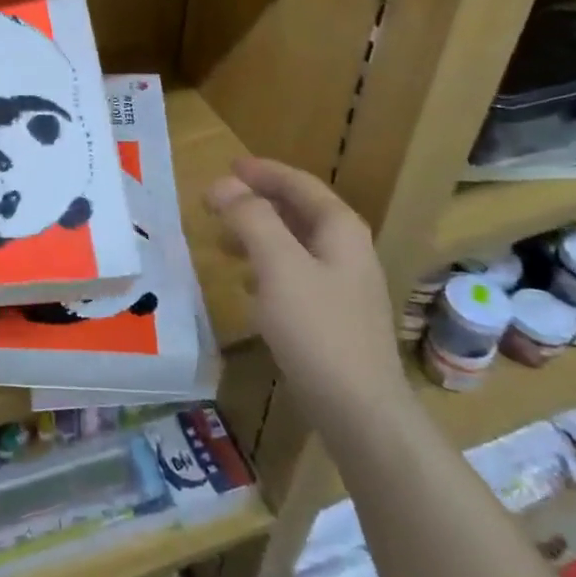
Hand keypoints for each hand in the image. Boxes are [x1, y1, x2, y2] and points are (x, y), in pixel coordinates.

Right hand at [206, 157, 406, 427]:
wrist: (359, 410)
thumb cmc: (318, 329)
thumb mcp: (278, 265)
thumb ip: (251, 218)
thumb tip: (223, 185)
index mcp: (340, 230)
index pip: (300, 185)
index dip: (263, 172)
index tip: (228, 166)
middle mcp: (346, 251)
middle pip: (298, 212)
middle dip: (257, 203)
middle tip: (216, 203)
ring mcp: (342, 287)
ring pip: (294, 245)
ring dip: (258, 235)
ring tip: (222, 242)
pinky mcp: (332, 318)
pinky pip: (294, 275)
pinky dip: (266, 267)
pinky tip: (246, 285)